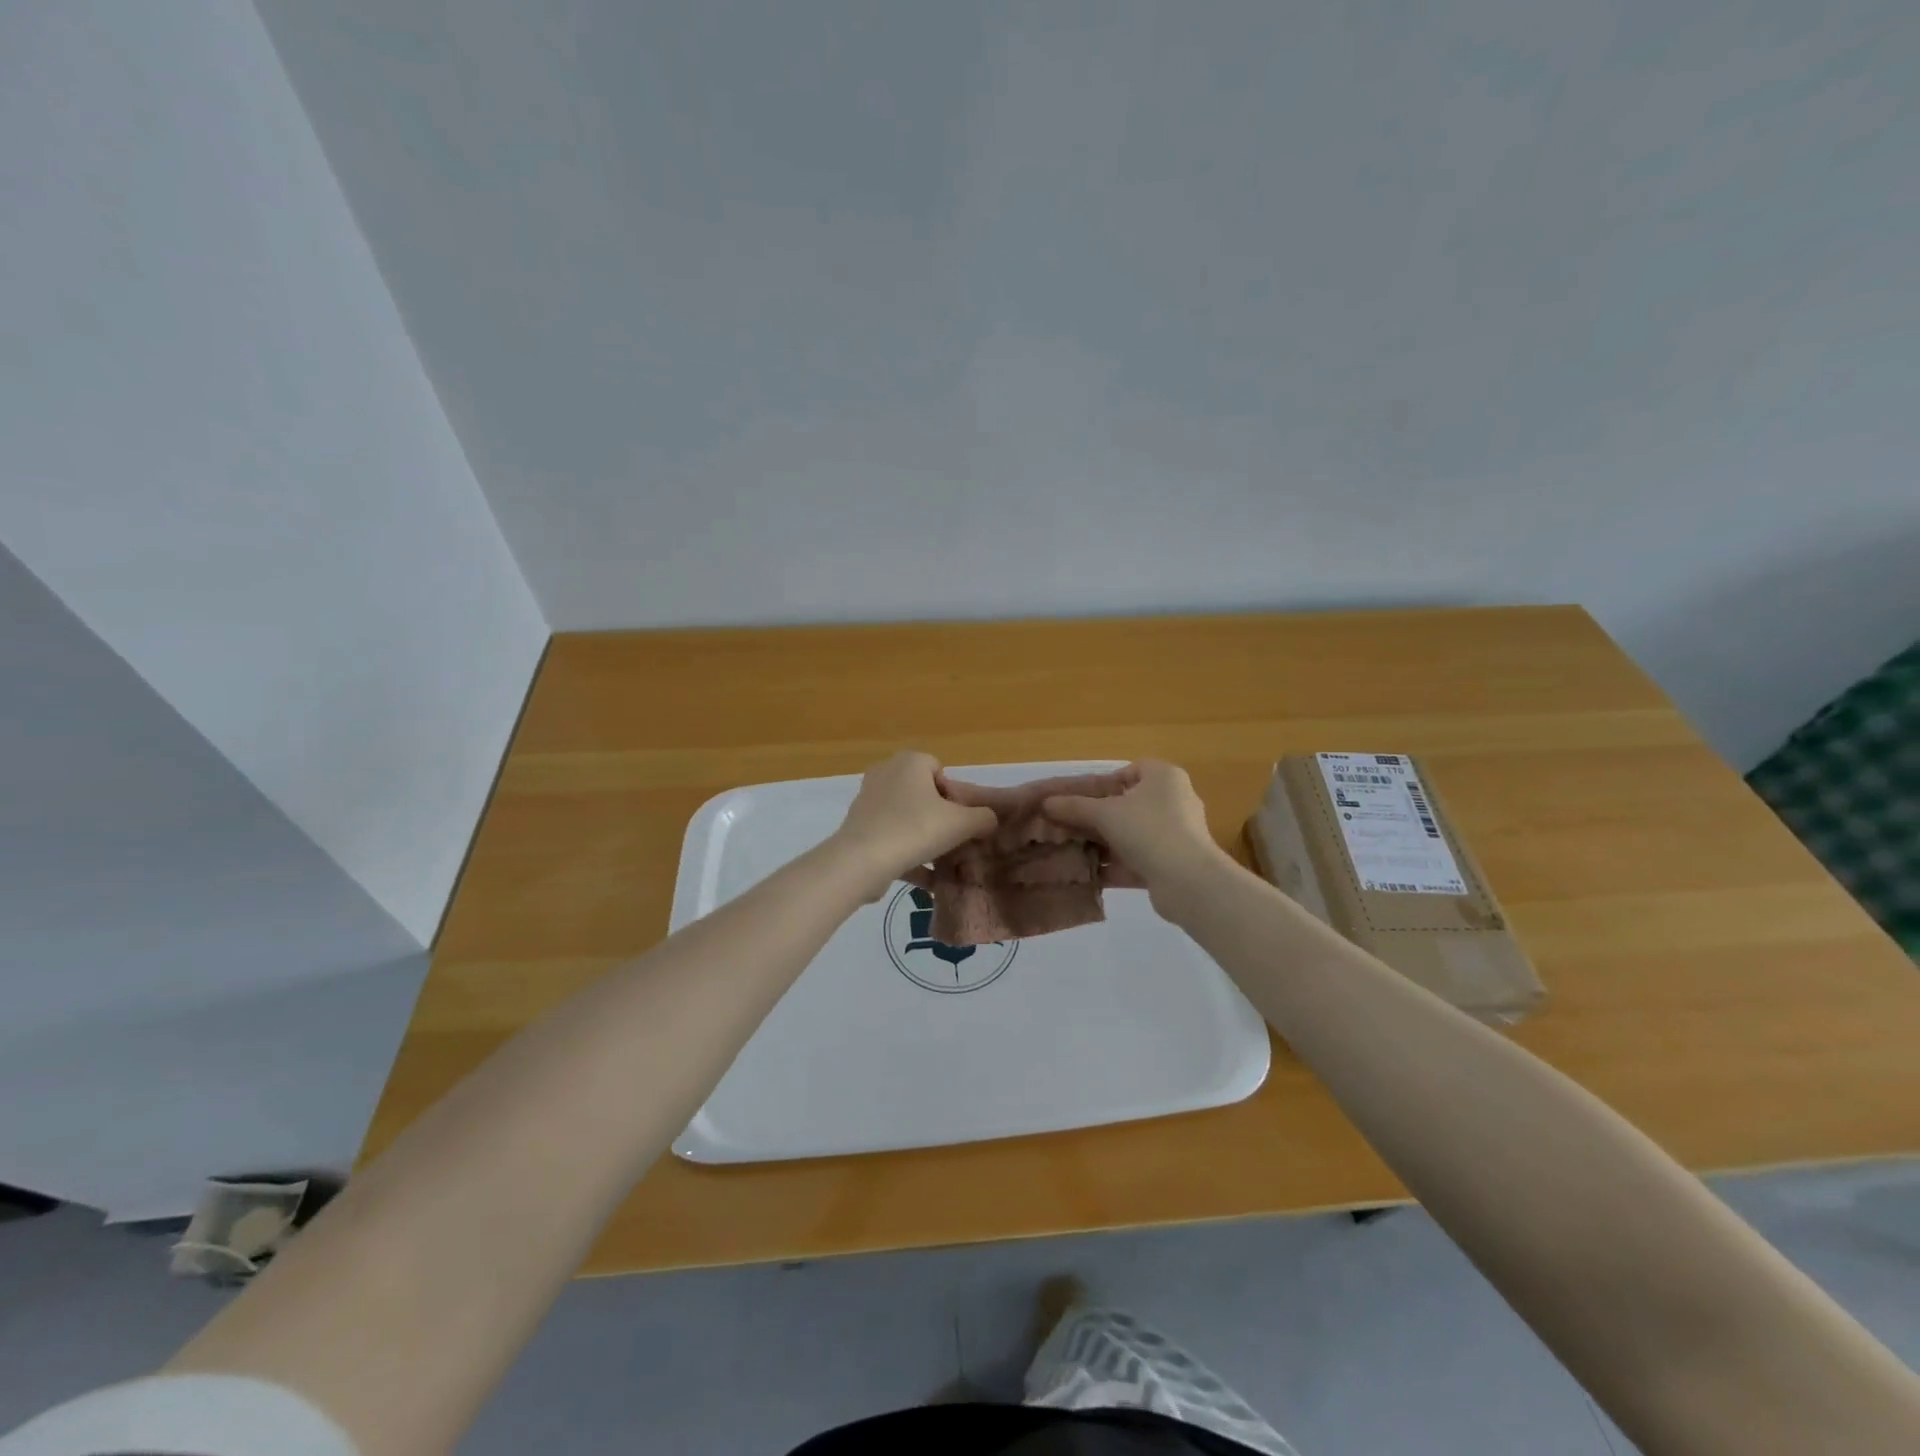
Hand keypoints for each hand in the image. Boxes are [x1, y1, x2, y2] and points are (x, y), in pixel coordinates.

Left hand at [829, 752, 997, 899]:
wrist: (862, 861)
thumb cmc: (916, 829)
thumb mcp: (962, 823)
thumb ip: (983, 818)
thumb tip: (989, 819)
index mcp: (909, 762)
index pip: (939, 770)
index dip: (953, 795)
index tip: (957, 820)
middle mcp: (886, 773)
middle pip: (923, 794)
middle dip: (938, 817)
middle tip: (950, 841)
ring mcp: (868, 799)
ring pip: (906, 817)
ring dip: (923, 838)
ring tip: (938, 863)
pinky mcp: (858, 826)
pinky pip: (890, 836)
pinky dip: (906, 853)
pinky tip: (922, 879)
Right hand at [1042, 760, 1224, 905]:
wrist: (1188, 881)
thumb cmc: (1148, 830)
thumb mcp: (1104, 814)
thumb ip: (1074, 807)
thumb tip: (1046, 802)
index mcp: (1164, 778)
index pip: (1132, 770)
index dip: (1105, 782)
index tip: (1082, 799)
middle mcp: (1174, 802)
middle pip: (1129, 805)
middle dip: (1099, 817)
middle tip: (1070, 826)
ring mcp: (1176, 836)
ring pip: (1132, 835)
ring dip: (1105, 844)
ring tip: (1074, 851)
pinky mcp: (1173, 865)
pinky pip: (1138, 861)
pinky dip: (1115, 866)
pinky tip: (1088, 875)